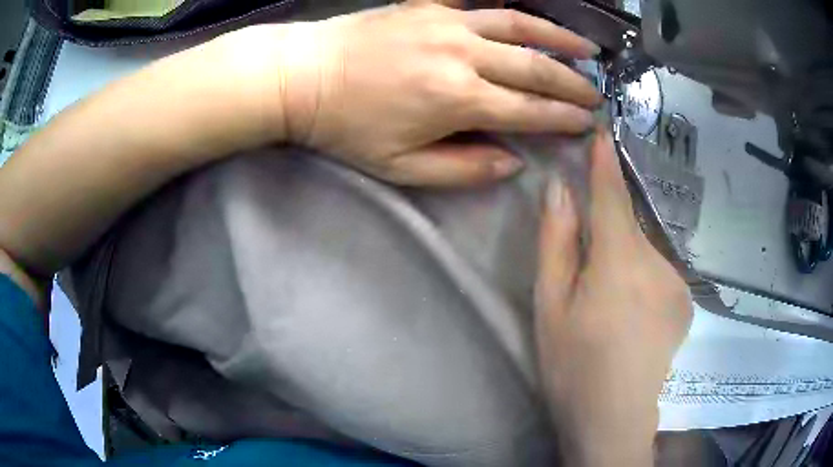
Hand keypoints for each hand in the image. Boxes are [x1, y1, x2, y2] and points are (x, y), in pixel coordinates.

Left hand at [220, 2, 600, 185]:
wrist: (303, 76)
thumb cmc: (346, 126)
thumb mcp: (400, 167)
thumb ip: (462, 169)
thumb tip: (513, 162)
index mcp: (457, 99)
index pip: (529, 110)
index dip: (563, 118)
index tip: (588, 123)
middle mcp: (463, 54)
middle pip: (534, 66)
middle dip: (571, 81)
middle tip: (596, 92)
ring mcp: (448, 22)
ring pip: (519, 25)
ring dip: (558, 37)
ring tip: (586, 48)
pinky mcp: (429, 4)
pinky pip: (480, 0)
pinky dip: (510, 5)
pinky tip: (530, 11)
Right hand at [534, 131, 691, 465]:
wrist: (615, 419)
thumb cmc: (573, 366)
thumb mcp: (550, 305)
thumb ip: (557, 242)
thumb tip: (560, 188)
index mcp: (620, 260)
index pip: (612, 195)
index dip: (604, 161)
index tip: (601, 130)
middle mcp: (658, 262)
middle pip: (628, 226)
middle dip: (608, 229)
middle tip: (586, 270)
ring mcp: (677, 283)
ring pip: (644, 252)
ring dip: (624, 261)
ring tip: (608, 306)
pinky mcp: (685, 303)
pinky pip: (658, 273)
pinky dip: (642, 280)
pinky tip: (631, 317)